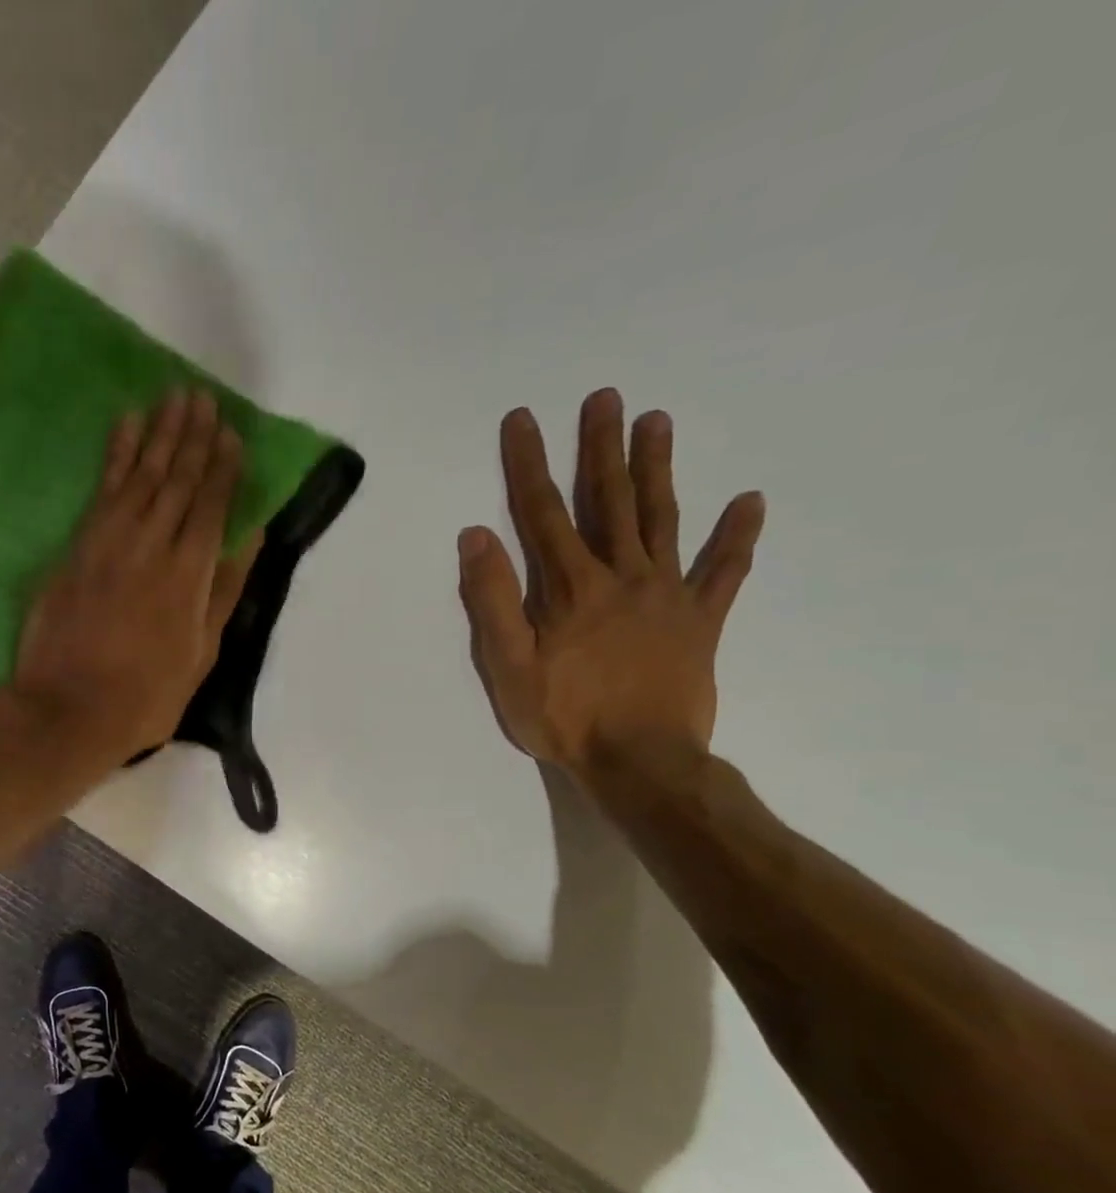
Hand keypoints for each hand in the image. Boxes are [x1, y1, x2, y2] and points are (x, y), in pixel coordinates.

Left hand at [9, 388, 261, 764]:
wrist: (68, 709)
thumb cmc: (145, 695)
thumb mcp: (201, 654)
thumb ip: (225, 591)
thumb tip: (251, 538)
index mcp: (188, 575)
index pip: (210, 506)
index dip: (222, 467)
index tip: (231, 433)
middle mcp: (151, 545)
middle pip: (176, 480)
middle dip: (192, 437)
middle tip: (202, 397)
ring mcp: (109, 542)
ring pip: (140, 475)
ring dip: (158, 434)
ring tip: (173, 398)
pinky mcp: (76, 546)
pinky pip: (100, 489)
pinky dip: (115, 454)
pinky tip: (125, 426)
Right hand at [457, 388, 765, 790]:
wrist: (641, 762)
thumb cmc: (564, 717)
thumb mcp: (507, 666)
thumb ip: (492, 600)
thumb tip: (477, 535)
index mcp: (571, 588)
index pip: (543, 512)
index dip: (529, 463)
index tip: (523, 419)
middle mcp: (622, 576)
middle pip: (609, 501)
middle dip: (602, 447)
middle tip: (605, 396)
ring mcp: (668, 595)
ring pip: (663, 519)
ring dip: (657, 469)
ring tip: (657, 422)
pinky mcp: (702, 621)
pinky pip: (724, 572)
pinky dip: (737, 537)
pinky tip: (749, 502)